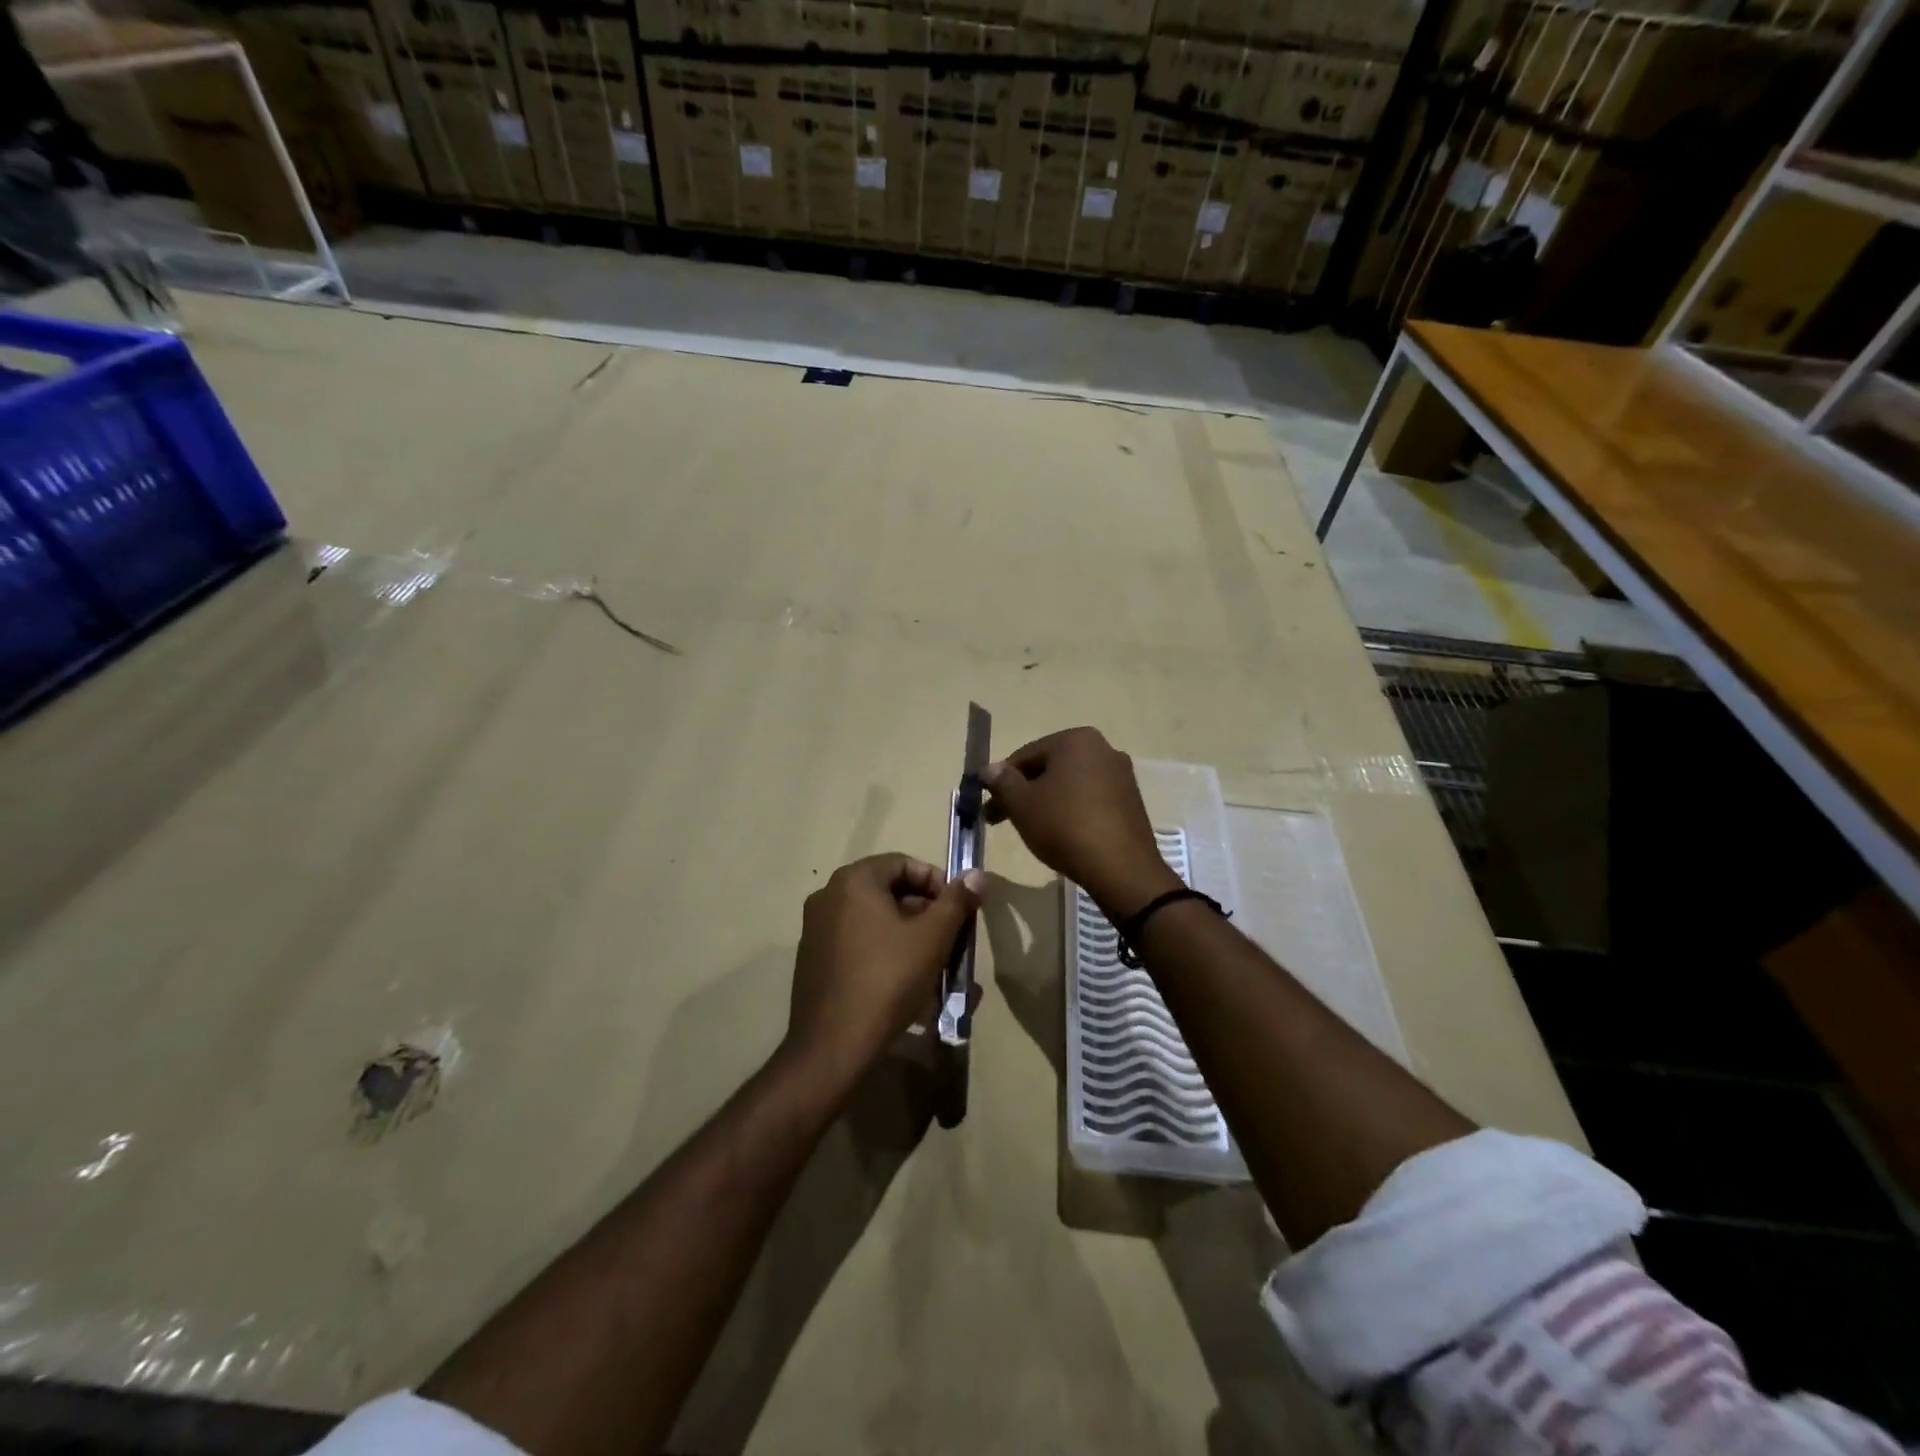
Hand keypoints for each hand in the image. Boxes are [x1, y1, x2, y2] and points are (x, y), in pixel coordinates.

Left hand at [785, 854, 982, 1081]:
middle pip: (888, 891)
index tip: (959, 910)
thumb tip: (976, 874)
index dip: (937, 883)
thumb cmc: (888, 979)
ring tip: (933, 963)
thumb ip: (956, 901)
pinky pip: (857, 942)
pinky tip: (903, 982)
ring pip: (874, 919)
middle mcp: (828, 895)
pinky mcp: (813, 959)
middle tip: (951, 938)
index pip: (904, 863)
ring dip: (907, 934)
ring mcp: (816, 929)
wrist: (833, 1045)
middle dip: (925, 912)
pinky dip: (883, 951)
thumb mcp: (932, 938)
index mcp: (853, 881)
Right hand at [981, 728, 1179, 917]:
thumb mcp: (1022, 804)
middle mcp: (1103, 748)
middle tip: (1003, 820)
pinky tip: (1063, 834)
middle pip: (1049, 768)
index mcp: (1075, 740)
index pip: (1025, 756)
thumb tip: (988, 769)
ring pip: (1070, 784)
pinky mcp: (1131, 800)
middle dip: (1024, 792)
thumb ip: (1002, 781)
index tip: (988, 808)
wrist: (1121, 868)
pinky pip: (1091, 798)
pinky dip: (1072, 810)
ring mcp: (1121, 774)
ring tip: (1032, 829)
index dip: (1001, 782)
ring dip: (1046, 801)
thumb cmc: (1064, 826)